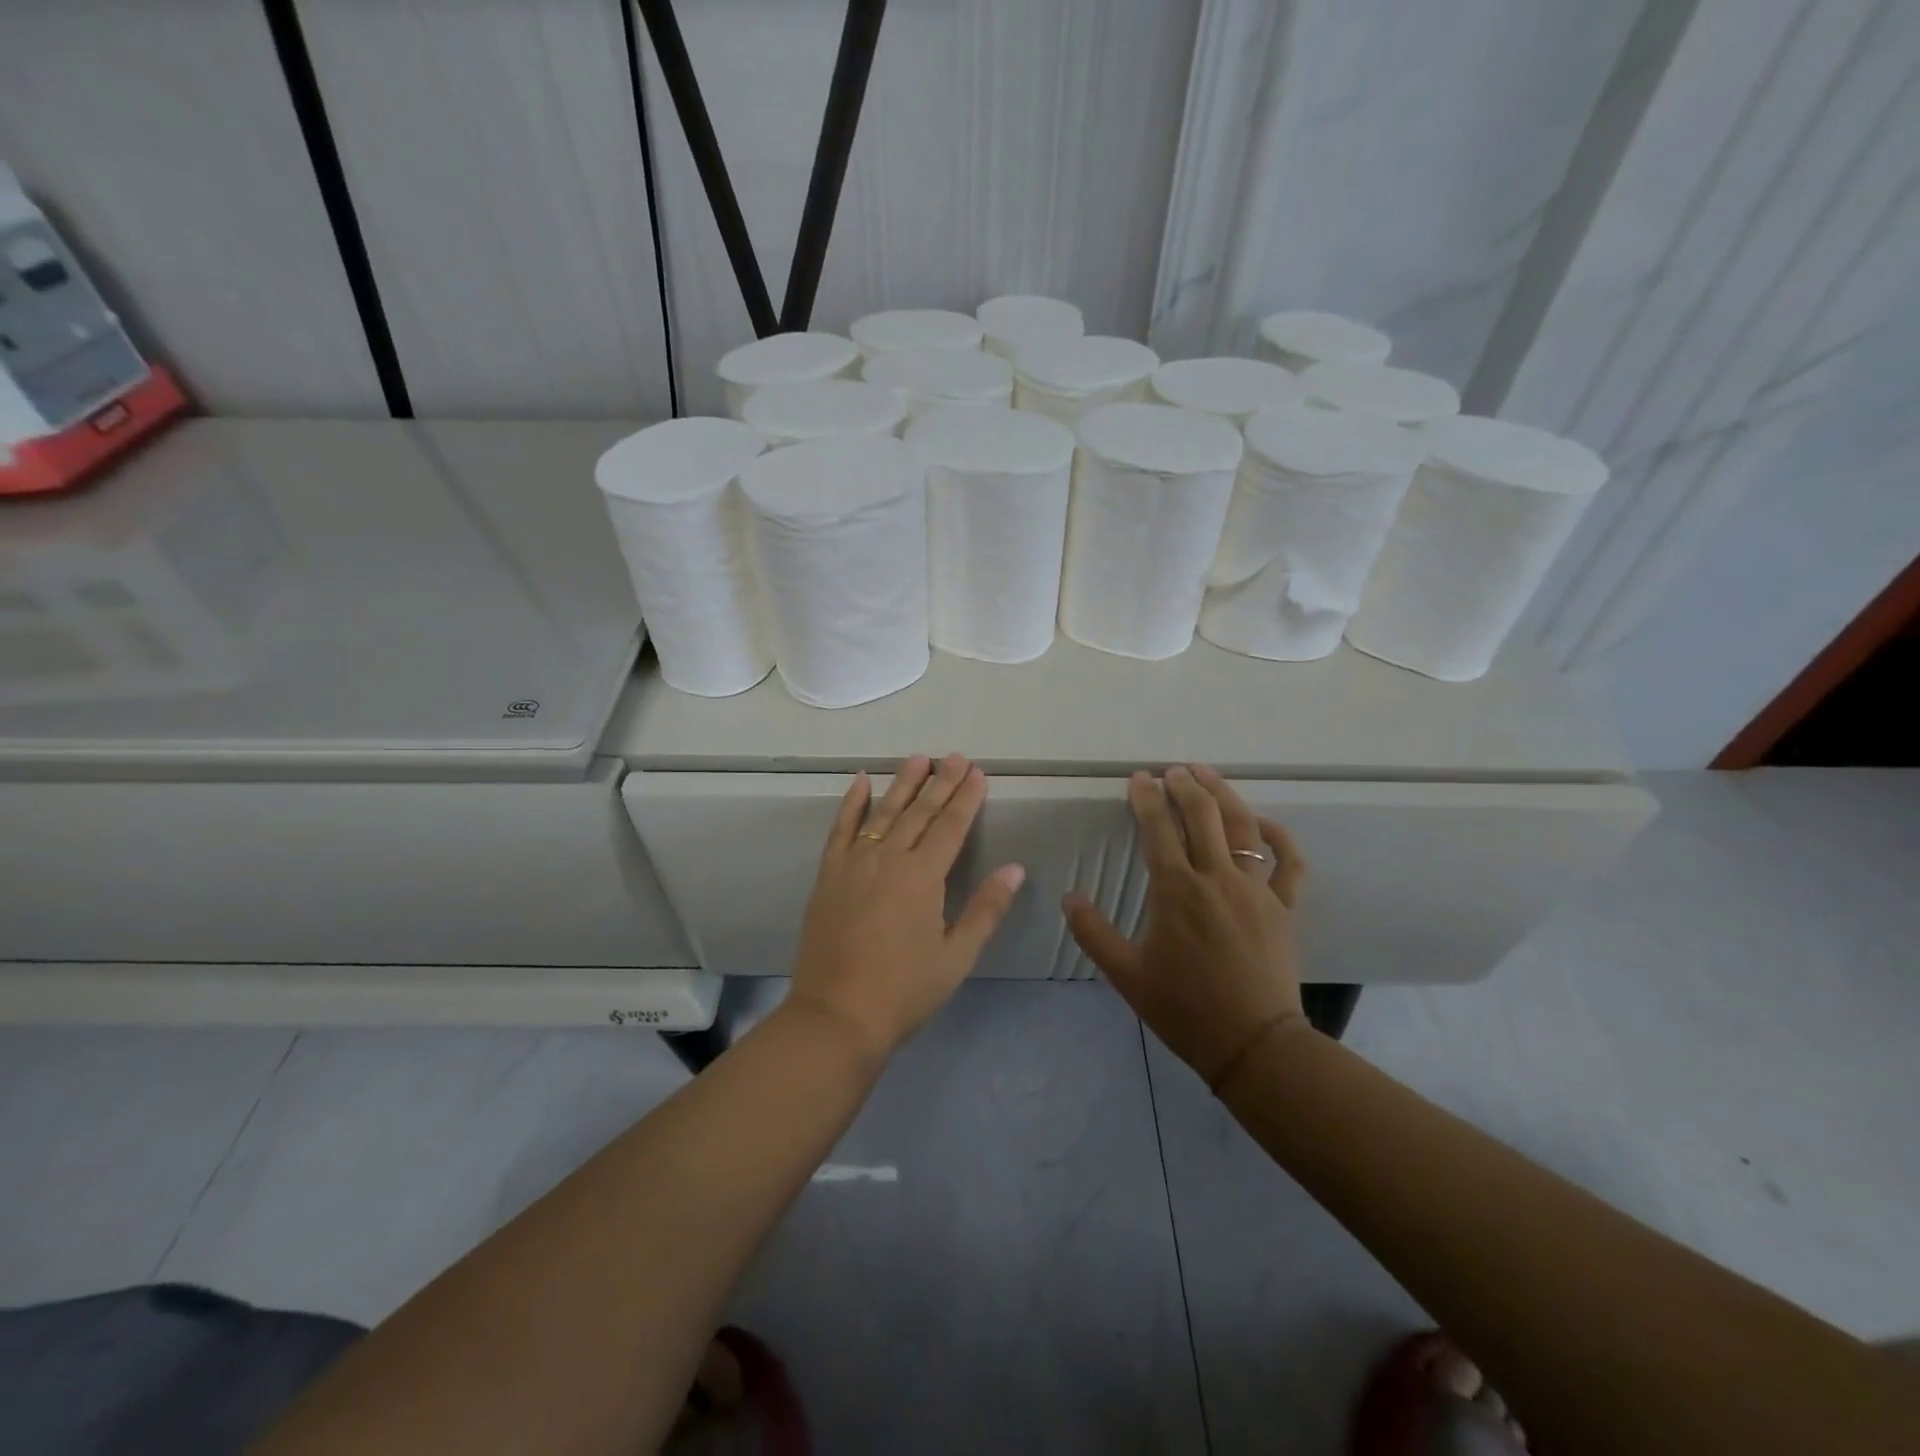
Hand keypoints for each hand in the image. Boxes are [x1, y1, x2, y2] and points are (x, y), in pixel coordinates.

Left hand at [787, 753, 1025, 1064]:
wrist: (836, 1015)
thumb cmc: (904, 991)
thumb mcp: (956, 956)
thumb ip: (985, 908)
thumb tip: (1014, 867)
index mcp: (923, 877)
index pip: (950, 827)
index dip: (966, 798)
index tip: (977, 773)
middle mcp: (888, 859)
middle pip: (919, 812)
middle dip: (940, 783)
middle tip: (955, 756)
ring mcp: (854, 864)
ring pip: (883, 813)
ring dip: (902, 784)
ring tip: (918, 758)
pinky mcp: (828, 875)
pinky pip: (840, 829)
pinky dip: (851, 803)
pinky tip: (860, 781)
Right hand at [1064, 765, 1307, 1086]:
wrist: (1253, 1045)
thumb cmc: (1184, 1008)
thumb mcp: (1127, 974)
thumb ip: (1094, 933)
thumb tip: (1068, 898)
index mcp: (1176, 890)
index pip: (1158, 828)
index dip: (1146, 798)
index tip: (1139, 778)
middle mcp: (1217, 878)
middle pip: (1202, 815)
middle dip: (1184, 785)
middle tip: (1171, 771)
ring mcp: (1256, 889)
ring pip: (1243, 827)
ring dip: (1224, 795)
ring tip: (1208, 775)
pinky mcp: (1284, 907)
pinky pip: (1288, 863)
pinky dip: (1278, 837)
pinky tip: (1263, 823)